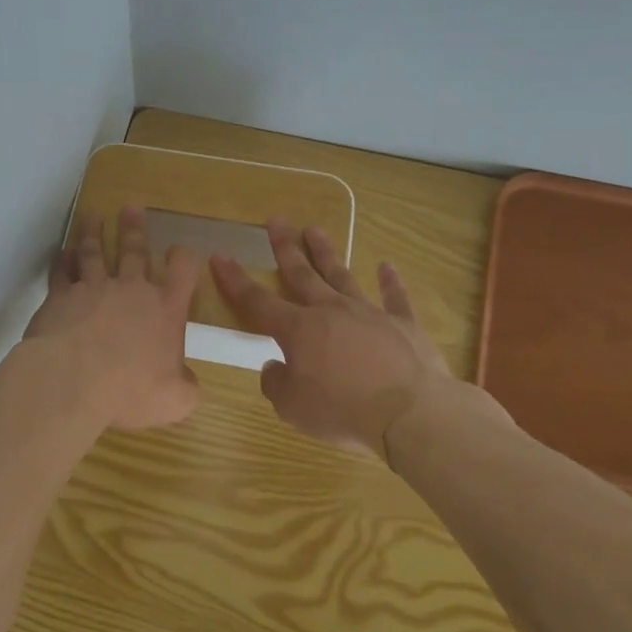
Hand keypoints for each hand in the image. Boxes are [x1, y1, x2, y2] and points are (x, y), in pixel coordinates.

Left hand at [25, 207, 201, 430]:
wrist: (73, 380)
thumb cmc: (130, 389)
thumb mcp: (174, 400)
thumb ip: (187, 389)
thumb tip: (190, 384)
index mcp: (165, 310)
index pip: (182, 272)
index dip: (183, 259)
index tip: (180, 250)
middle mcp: (131, 290)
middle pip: (135, 250)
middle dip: (135, 228)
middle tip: (131, 207)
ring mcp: (93, 288)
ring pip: (94, 251)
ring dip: (93, 232)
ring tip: (92, 216)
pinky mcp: (60, 296)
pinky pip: (62, 271)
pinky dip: (62, 259)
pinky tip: (61, 252)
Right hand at [212, 220, 499, 457]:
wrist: (410, 412)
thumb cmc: (342, 410)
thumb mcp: (292, 407)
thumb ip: (276, 383)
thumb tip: (274, 366)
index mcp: (298, 330)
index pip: (257, 301)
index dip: (235, 280)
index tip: (220, 256)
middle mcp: (330, 311)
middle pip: (301, 274)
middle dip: (285, 247)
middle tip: (276, 220)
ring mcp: (369, 313)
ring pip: (342, 275)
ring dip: (327, 252)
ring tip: (315, 229)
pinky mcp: (403, 324)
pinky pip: (395, 297)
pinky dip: (390, 281)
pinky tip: (387, 266)